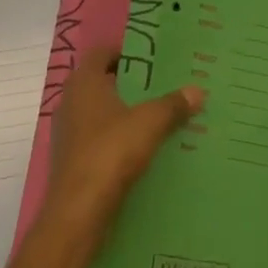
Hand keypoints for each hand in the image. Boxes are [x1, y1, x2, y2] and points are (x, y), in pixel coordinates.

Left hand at [41, 45, 203, 244]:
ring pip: (101, 113)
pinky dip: (118, 139)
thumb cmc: (110, 153)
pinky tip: (143, 149)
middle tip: (163, 85)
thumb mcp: (150, 123)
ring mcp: (69, 134)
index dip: (126, 52)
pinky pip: (99, 140)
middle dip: (131, 84)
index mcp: (84, 82)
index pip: (102, 52)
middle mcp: (71, 102)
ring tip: (159, 117)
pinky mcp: (73, 162)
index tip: (153, 59)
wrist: (77, 215)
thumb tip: (198, 90)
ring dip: (125, 114)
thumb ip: (173, 104)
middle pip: (103, 82)